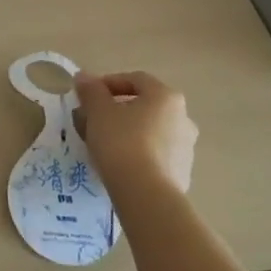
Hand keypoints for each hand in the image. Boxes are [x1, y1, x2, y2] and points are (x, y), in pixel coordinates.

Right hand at [74, 70, 197, 196]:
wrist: (146, 194)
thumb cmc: (122, 142)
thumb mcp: (98, 111)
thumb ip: (91, 90)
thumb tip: (84, 76)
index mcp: (165, 97)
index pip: (134, 79)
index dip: (107, 83)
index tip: (87, 95)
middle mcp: (182, 117)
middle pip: (143, 105)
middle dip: (115, 109)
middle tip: (91, 120)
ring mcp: (186, 147)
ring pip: (149, 130)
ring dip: (126, 131)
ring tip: (101, 144)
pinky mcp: (182, 172)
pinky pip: (154, 153)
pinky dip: (137, 152)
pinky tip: (118, 163)